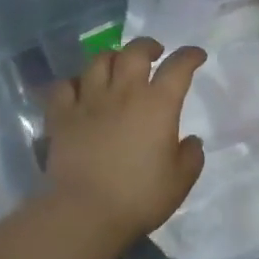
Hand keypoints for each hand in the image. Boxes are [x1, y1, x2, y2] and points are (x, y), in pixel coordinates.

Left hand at [43, 38, 206, 243]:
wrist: (86, 212)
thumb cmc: (139, 197)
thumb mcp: (180, 181)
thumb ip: (191, 156)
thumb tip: (191, 141)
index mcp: (157, 105)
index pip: (178, 67)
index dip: (190, 56)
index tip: (196, 56)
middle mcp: (123, 93)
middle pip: (134, 52)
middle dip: (147, 46)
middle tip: (154, 53)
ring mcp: (88, 101)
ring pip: (98, 61)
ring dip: (112, 58)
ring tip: (117, 66)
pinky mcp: (61, 116)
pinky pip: (64, 86)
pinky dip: (74, 83)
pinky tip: (79, 90)